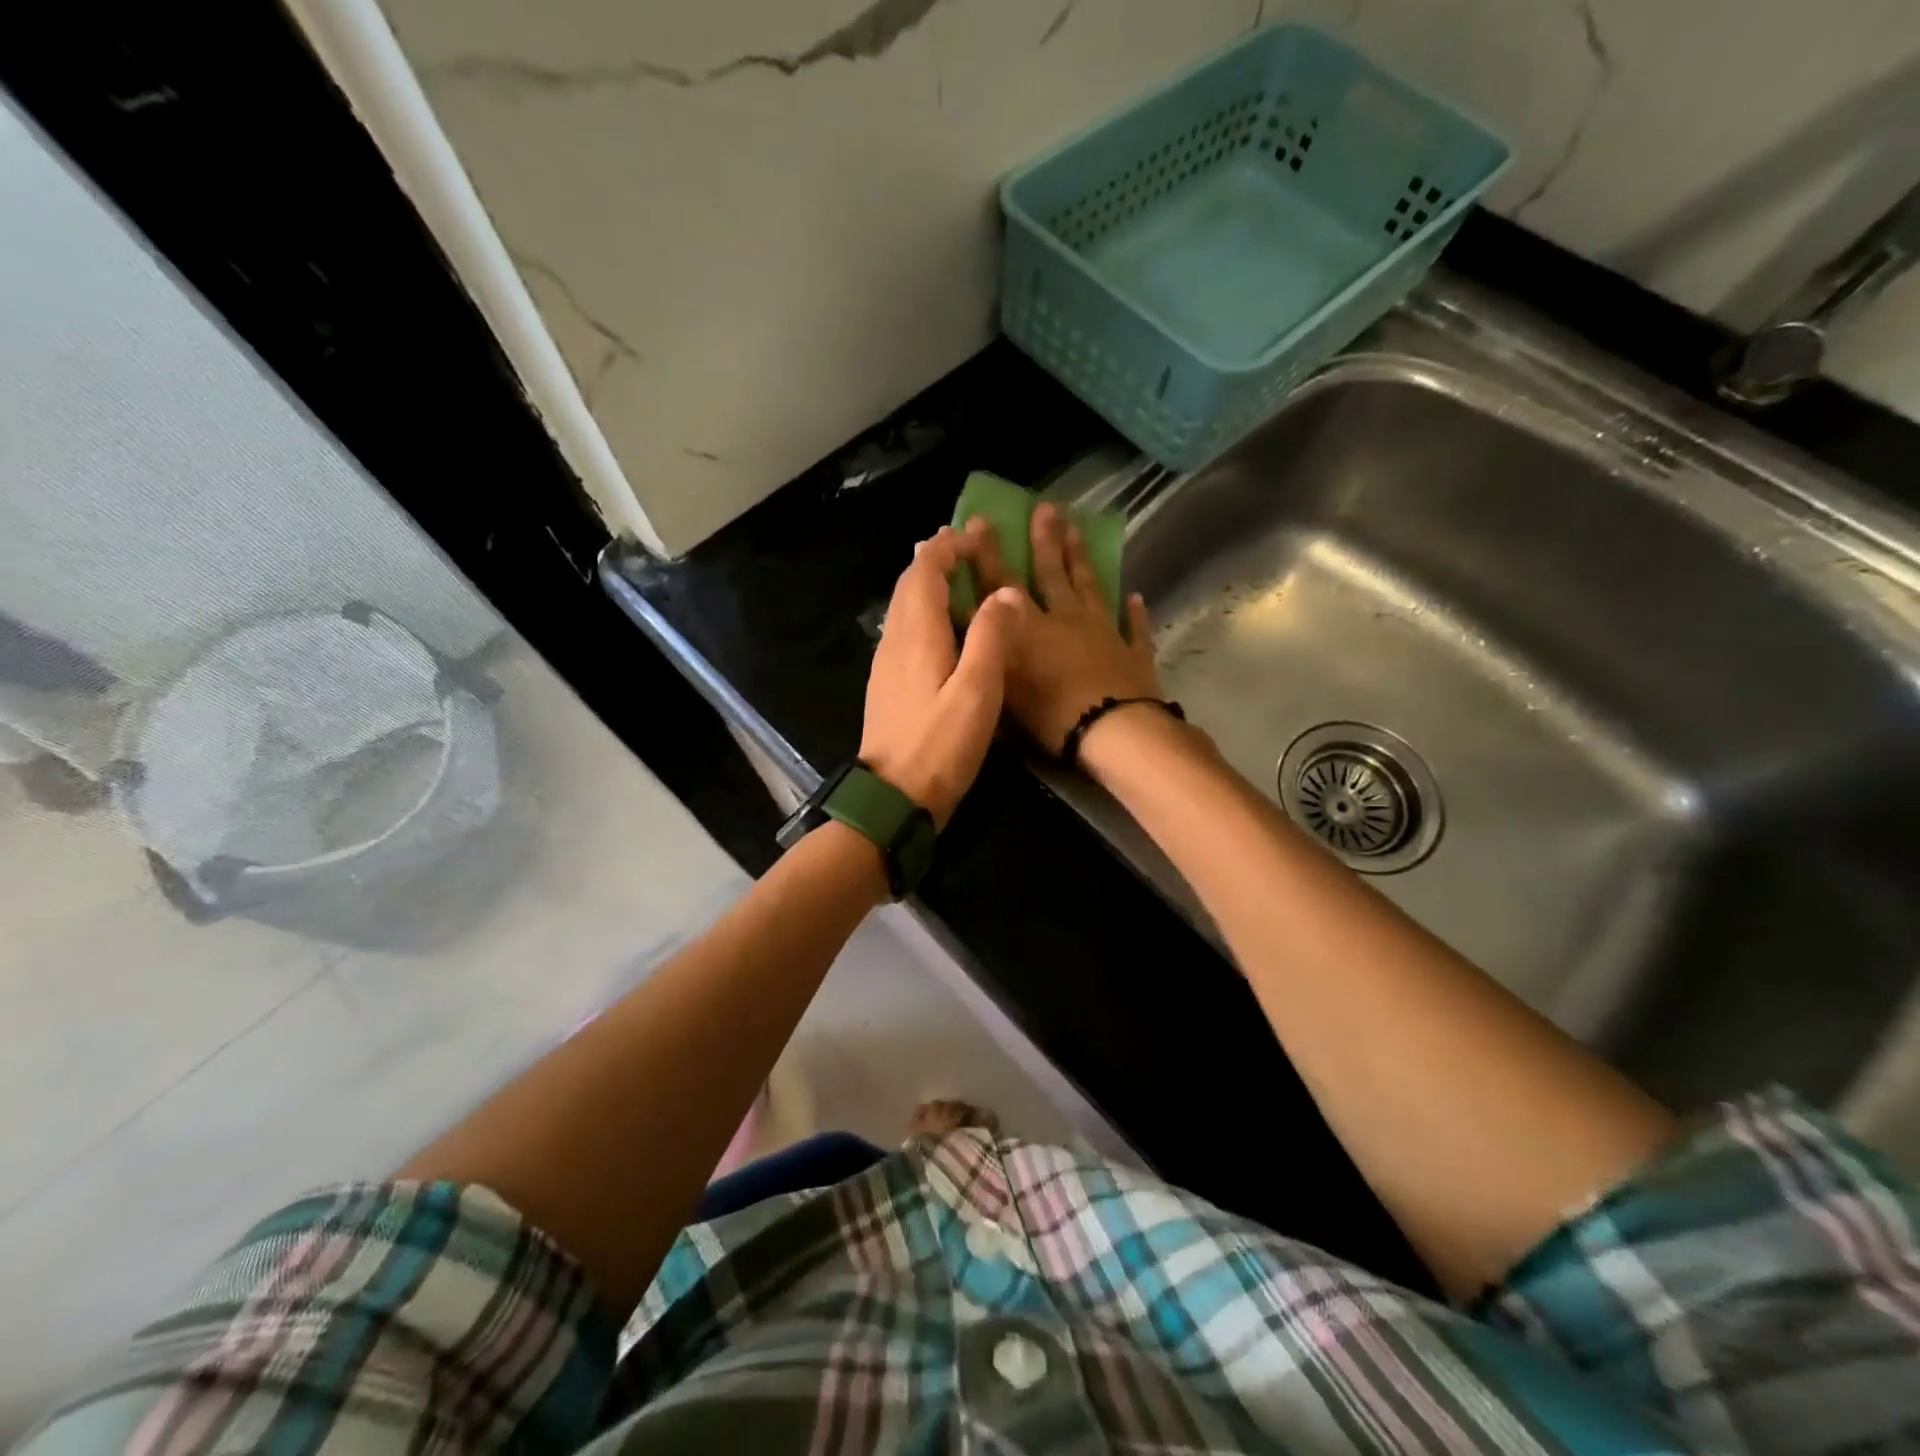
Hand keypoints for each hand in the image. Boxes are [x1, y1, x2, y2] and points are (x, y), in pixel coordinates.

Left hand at [859, 526, 1019, 826]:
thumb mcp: (977, 691)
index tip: (975, 537)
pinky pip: (901, 630)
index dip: (949, 549)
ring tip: (951, 574)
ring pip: (902, 607)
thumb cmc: (940, 745)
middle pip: (909, 584)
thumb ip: (991, 637)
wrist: (892, 798)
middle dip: (934, 557)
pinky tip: (937, 626)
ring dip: (924, 582)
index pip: (926, 572)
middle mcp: (895, 641)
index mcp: (917, 634)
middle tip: (963, 545)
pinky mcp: (886, 685)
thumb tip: (1004, 592)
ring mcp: (885, 664)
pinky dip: (920, 610)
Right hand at [964, 502, 1163, 756]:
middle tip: (1046, 507)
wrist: (1113, 731)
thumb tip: (967, 611)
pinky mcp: (1133, 654)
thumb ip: (988, 644)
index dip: (989, 554)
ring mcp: (1105, 633)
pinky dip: (1135, 613)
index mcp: (1032, 629)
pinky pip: (1135, 628)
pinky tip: (1136, 597)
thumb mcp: (1005, 681)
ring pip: (1091, 588)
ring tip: (1078, 530)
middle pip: (1053, 574)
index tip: (982, 521)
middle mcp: (1067, 620)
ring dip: (1082, 560)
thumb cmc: (1052, 714)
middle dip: (1046, 540)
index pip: (1003, 584)